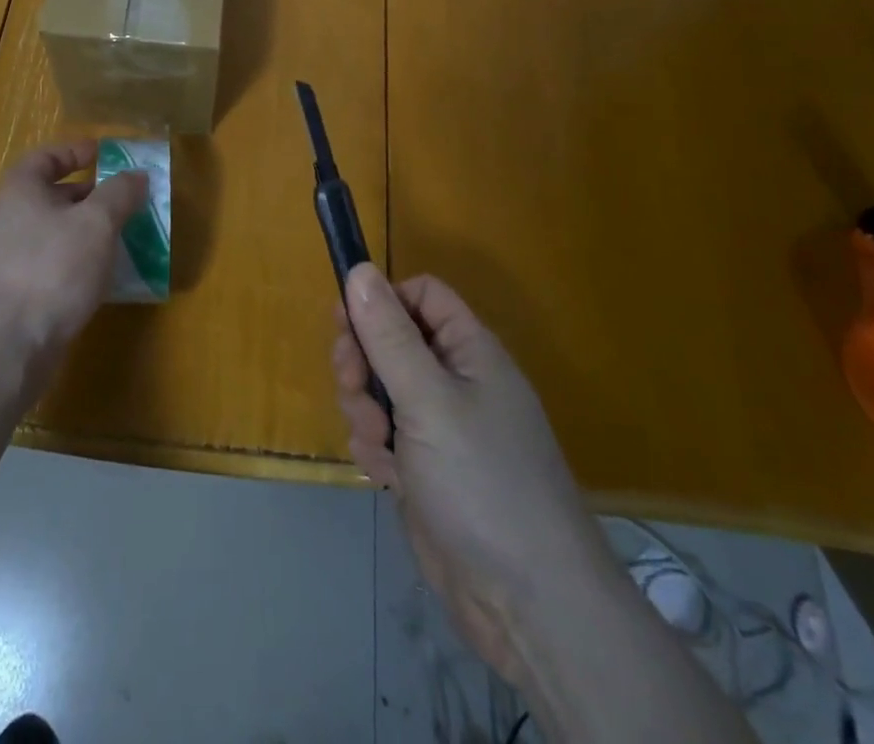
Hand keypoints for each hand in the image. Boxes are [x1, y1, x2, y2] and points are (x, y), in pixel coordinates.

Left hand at [0, 141, 149, 350]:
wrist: (7, 343)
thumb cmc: (53, 266)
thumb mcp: (96, 222)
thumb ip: (119, 194)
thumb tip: (137, 175)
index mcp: (20, 190)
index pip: (46, 157)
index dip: (76, 151)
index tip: (106, 155)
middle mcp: (9, 219)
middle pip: (52, 195)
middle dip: (90, 195)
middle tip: (126, 199)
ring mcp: (9, 258)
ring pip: (55, 233)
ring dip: (88, 232)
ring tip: (125, 236)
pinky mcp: (17, 294)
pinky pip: (53, 265)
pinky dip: (79, 263)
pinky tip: (105, 276)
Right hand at [333, 265, 606, 683]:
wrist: (527, 605)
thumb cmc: (482, 482)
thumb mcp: (428, 399)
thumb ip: (388, 334)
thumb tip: (360, 269)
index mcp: (470, 352)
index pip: (421, 296)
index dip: (383, 301)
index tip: (346, 322)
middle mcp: (456, 382)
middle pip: (391, 341)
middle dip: (362, 361)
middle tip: (351, 384)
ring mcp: (441, 429)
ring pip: (380, 390)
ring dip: (364, 409)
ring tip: (377, 443)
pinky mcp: (426, 470)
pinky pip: (384, 436)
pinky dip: (375, 449)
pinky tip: (385, 477)